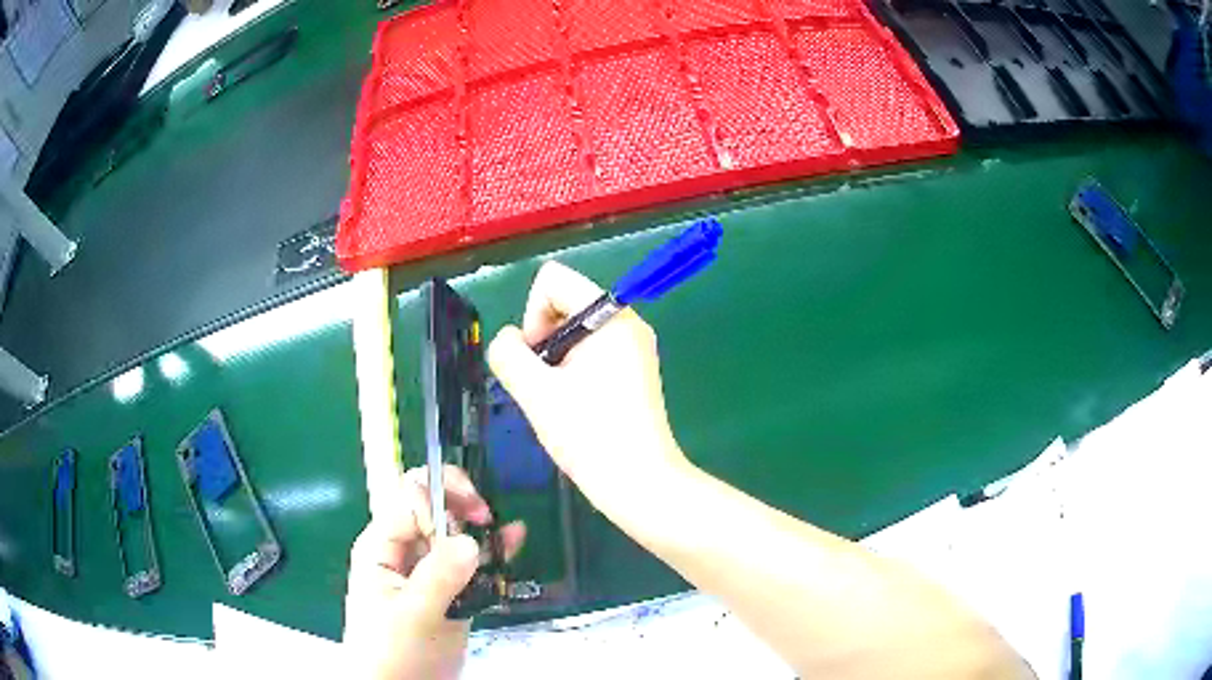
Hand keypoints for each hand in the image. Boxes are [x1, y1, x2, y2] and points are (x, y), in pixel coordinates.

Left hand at [343, 466, 524, 679]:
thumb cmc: (393, 651)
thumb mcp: (412, 615)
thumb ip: (438, 577)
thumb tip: (471, 541)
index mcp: (382, 547)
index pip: (409, 500)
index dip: (439, 501)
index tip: (468, 522)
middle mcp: (405, 552)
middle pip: (432, 508)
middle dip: (460, 504)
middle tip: (486, 519)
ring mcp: (430, 572)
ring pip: (456, 535)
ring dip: (481, 527)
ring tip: (507, 532)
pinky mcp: (451, 592)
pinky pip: (472, 563)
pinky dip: (492, 551)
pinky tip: (513, 540)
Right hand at [487, 261, 689, 506]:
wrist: (639, 482)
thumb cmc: (589, 435)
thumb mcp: (535, 392)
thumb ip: (508, 354)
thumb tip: (510, 339)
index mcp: (610, 316)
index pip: (553, 279)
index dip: (533, 315)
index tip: (538, 359)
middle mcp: (627, 321)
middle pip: (566, 301)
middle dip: (544, 337)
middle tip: (546, 383)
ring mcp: (635, 346)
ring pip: (576, 330)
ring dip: (557, 358)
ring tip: (561, 399)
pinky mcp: (636, 369)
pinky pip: (592, 350)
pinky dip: (574, 369)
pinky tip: (576, 404)